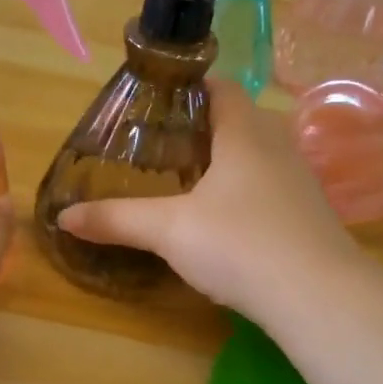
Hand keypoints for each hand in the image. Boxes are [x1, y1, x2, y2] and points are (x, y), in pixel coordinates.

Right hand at [58, 81, 359, 315]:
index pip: (219, 86)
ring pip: (256, 153)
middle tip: (159, 147)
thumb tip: (63, 217)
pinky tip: (224, 219)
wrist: (318, 297)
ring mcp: (299, 179)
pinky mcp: (309, 213)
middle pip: (237, 118)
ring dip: (224, 160)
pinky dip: (243, 190)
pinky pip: (269, 185)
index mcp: (244, 131)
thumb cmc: (240, 244)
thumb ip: (116, 219)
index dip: (187, 87)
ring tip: (186, 180)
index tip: (154, 104)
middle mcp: (277, 144)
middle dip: (199, 127)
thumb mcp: (168, 230)